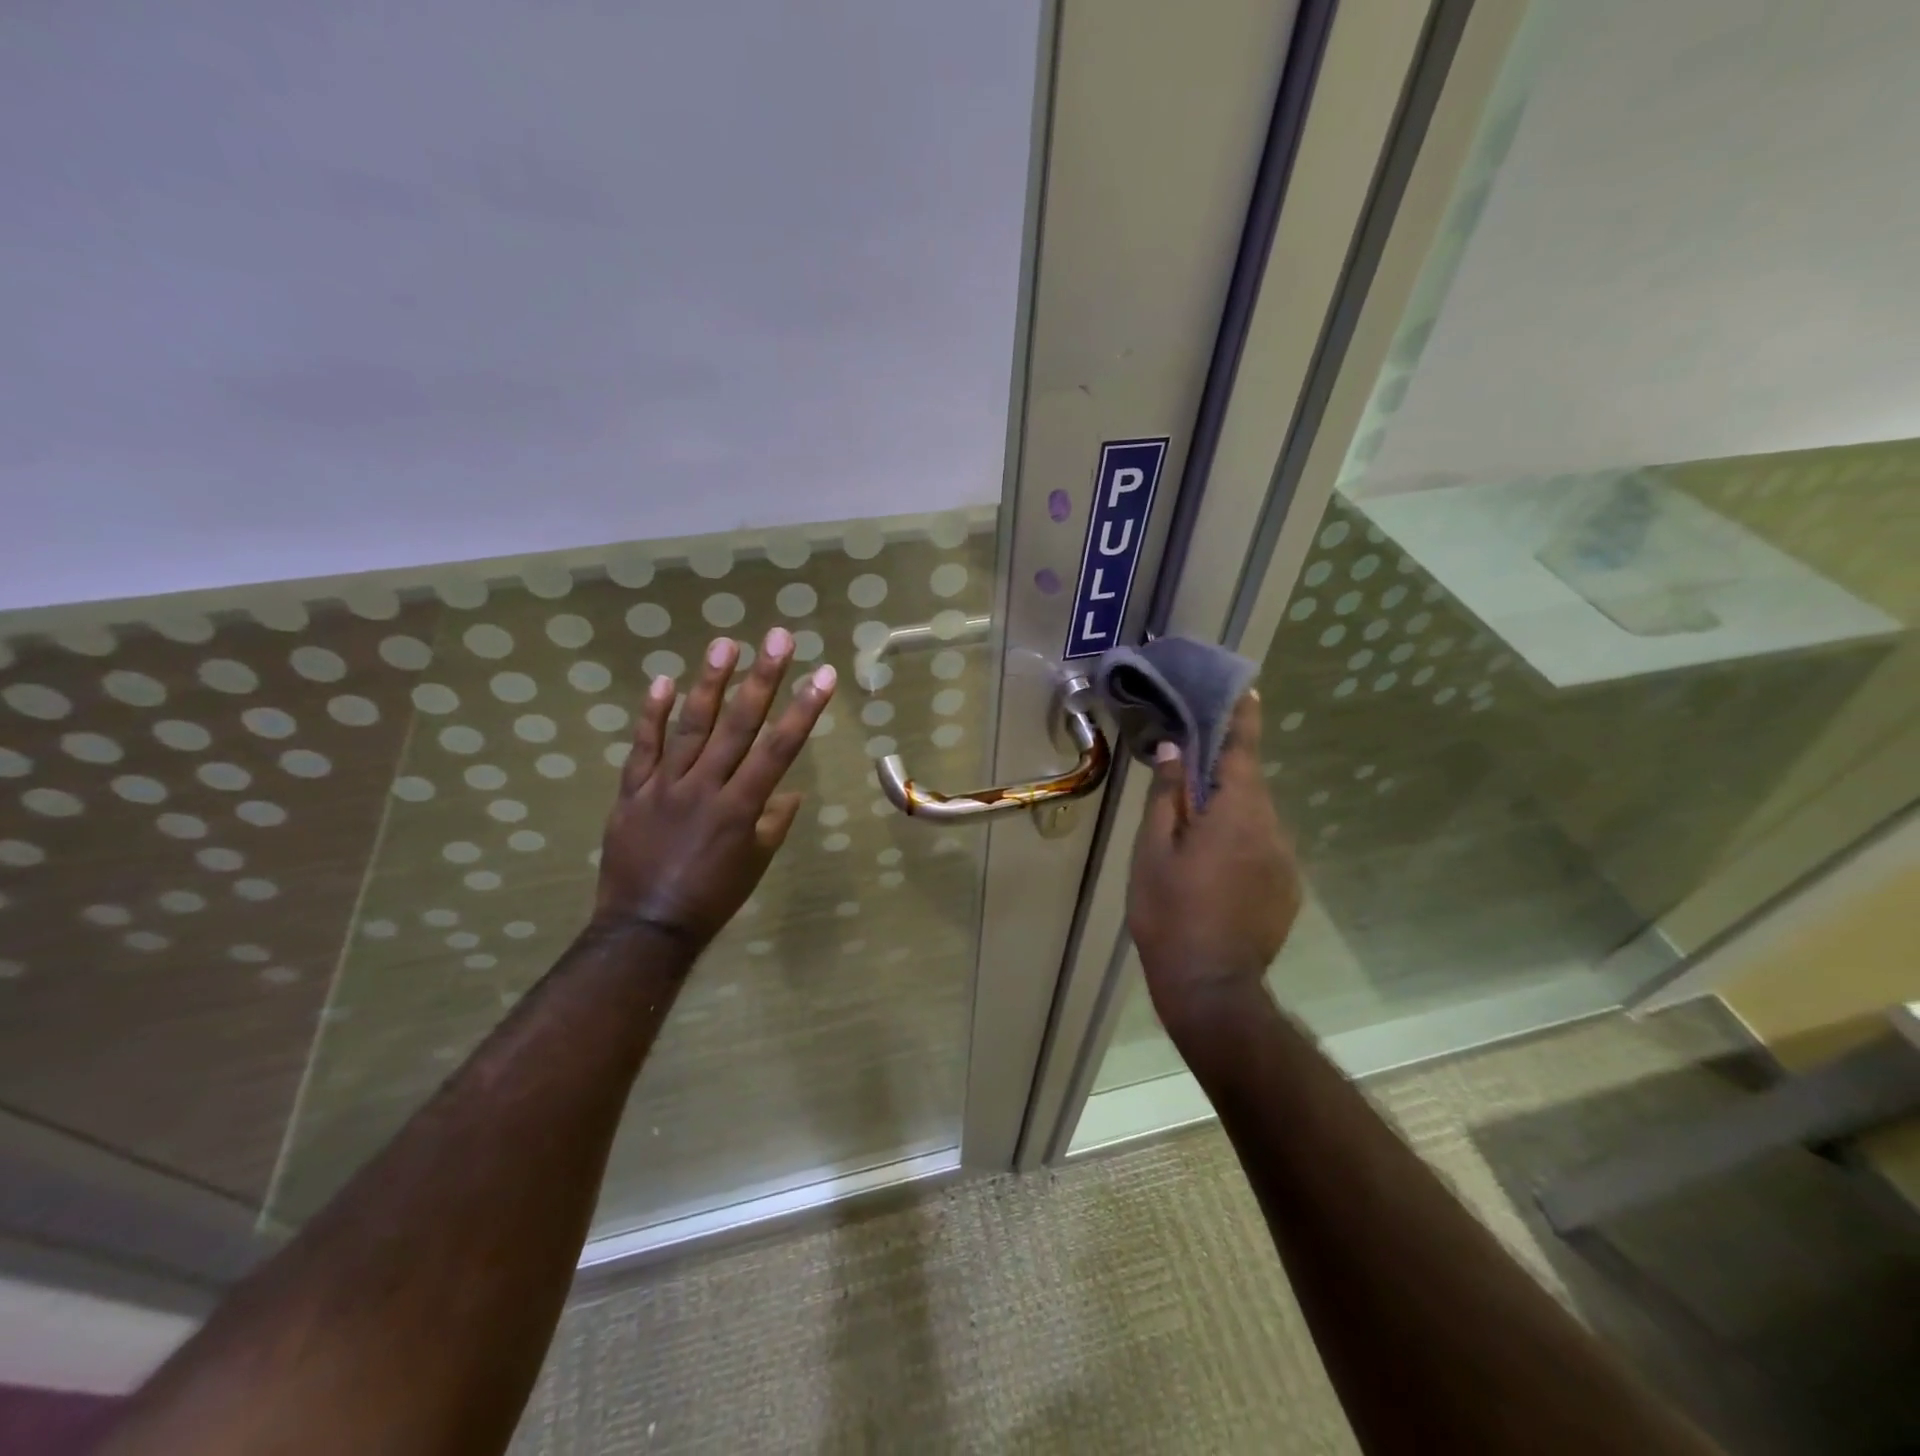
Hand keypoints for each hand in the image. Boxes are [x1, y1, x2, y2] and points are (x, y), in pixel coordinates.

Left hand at [593, 627, 835, 952]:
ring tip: (725, 645)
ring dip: (710, 684)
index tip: (823, 675)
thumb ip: (773, 822)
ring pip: (690, 727)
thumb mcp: (755, 863)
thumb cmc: (712, 897)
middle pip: (738, 725)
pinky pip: (642, 748)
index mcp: (741, 808)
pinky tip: (663, 681)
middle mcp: (705, 788)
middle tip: (777, 637)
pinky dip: (651, 715)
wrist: (645, 927)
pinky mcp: (631, 792)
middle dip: (762, 678)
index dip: (803, 709)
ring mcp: (664, 787)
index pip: (779, 749)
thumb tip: (789, 789)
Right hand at [1127, 692, 1300, 1023]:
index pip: (1242, 750)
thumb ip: (1168, 796)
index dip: (1243, 717)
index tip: (1246, 688)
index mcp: (1236, 813)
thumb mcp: (1152, 851)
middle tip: (1189, 767)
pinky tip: (1214, 869)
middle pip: (1249, 784)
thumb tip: (1177, 750)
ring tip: (1195, 829)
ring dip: (1229, 811)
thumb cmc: (1170, 913)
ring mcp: (1285, 860)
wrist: (1211, 986)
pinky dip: (1241, 841)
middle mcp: (1271, 828)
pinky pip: (1263, 847)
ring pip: (1256, 817)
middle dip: (1223, 771)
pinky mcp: (1288, 887)